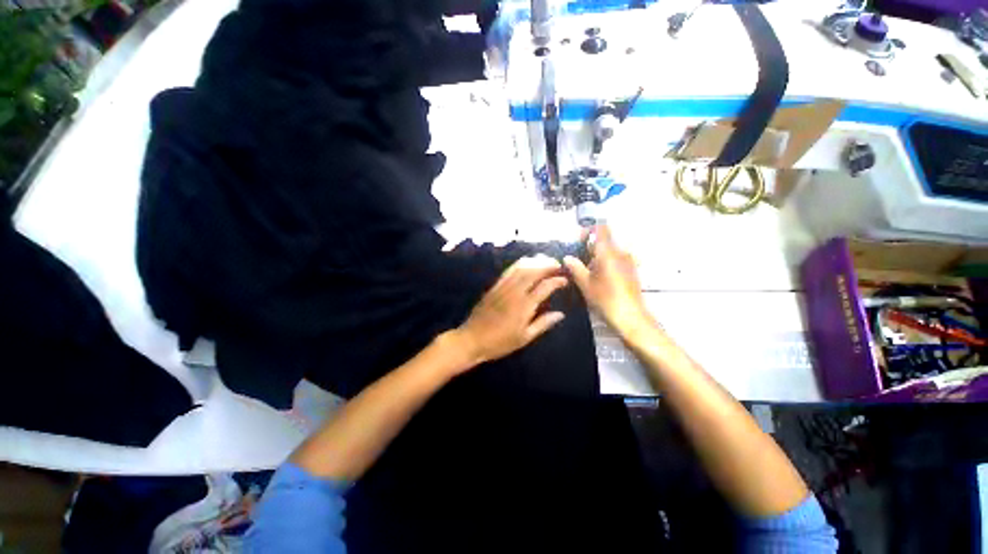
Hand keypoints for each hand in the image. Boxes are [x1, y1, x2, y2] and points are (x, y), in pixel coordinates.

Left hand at [454, 255, 568, 366]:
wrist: (472, 339)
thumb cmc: (500, 342)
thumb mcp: (524, 338)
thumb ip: (543, 324)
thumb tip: (561, 314)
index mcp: (524, 306)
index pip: (544, 287)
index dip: (557, 281)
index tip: (565, 280)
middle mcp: (514, 292)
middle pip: (533, 271)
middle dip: (547, 264)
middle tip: (558, 264)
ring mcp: (503, 287)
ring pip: (520, 267)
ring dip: (535, 261)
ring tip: (546, 260)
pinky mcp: (494, 286)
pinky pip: (509, 270)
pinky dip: (520, 263)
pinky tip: (527, 263)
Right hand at [563, 225, 653, 335]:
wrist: (630, 316)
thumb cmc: (605, 298)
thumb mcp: (585, 283)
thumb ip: (575, 267)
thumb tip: (567, 257)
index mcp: (607, 252)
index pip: (600, 228)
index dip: (588, 230)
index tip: (578, 242)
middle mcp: (620, 252)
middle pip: (605, 240)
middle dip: (590, 246)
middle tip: (578, 260)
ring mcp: (628, 261)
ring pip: (610, 251)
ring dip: (598, 256)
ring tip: (587, 271)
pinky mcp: (632, 271)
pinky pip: (617, 259)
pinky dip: (606, 263)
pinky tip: (599, 278)